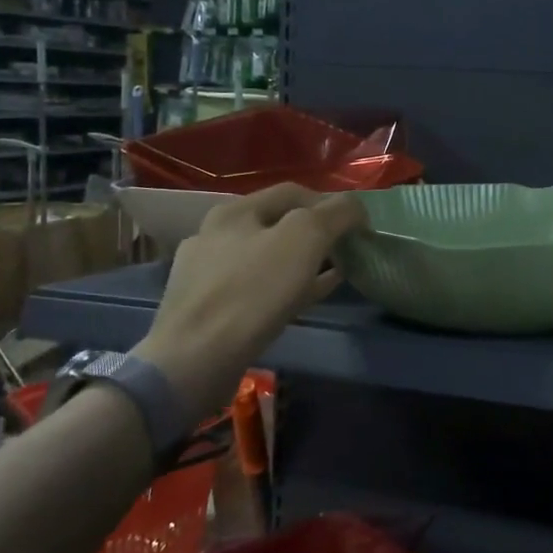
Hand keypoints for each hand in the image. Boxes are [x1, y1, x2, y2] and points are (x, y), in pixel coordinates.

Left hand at [133, 184, 365, 417]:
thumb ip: (336, 213)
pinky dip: (288, 289)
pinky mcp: (209, 310)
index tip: (358, 227)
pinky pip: (258, 290)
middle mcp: (215, 235)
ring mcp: (208, 274)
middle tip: (347, 251)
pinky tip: (307, 300)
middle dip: (318, 234)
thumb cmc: (252, 292)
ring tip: (334, 276)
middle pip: (279, 224)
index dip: (332, 203)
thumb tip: (355, 208)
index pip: (294, 192)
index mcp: (235, 211)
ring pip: (269, 259)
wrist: (193, 361)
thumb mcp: (304, 238)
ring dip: (304, 263)